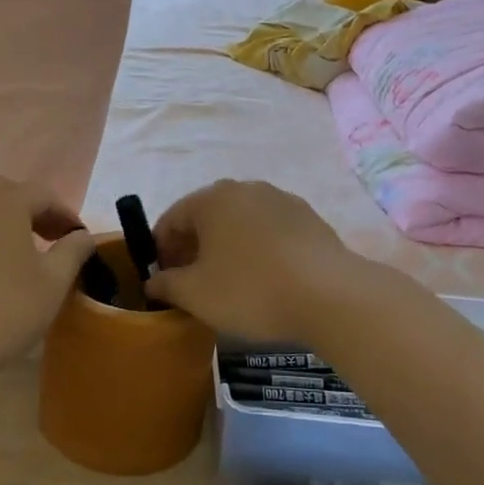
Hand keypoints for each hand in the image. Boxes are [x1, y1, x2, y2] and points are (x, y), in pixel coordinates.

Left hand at [0, 177, 96, 379]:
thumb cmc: (4, 309)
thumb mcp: (53, 282)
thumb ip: (73, 251)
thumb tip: (83, 236)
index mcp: (5, 202)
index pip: (44, 194)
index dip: (66, 214)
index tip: (79, 240)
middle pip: (9, 194)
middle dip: (34, 212)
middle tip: (52, 240)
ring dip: (8, 225)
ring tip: (25, 256)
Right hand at [143, 180, 352, 340]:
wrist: (330, 295)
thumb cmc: (250, 290)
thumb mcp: (195, 295)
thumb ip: (165, 285)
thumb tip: (152, 281)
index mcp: (211, 198)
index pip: (171, 219)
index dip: (160, 251)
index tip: (163, 281)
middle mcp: (245, 188)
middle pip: (206, 217)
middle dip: (193, 248)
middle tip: (192, 284)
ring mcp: (281, 200)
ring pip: (240, 223)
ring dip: (226, 248)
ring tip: (229, 284)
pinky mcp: (309, 218)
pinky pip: (269, 232)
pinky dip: (257, 249)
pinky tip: (264, 279)